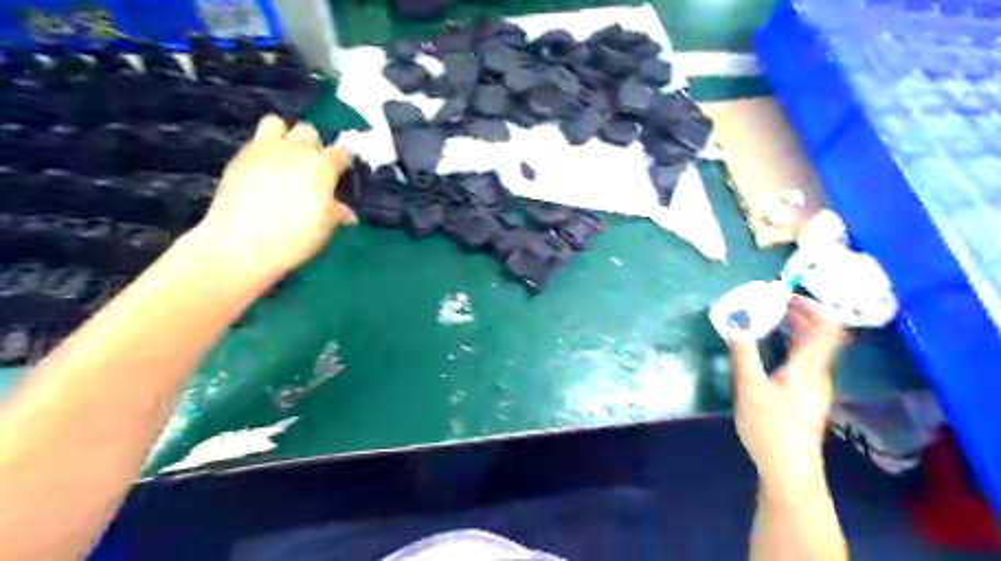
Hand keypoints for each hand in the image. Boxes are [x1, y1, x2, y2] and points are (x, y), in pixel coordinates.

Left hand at [190, 116, 358, 286]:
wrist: (242, 244)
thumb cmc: (295, 237)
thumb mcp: (325, 227)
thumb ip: (337, 212)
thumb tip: (347, 212)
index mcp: (322, 165)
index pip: (342, 152)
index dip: (344, 162)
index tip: (343, 174)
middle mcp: (295, 150)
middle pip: (309, 131)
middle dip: (314, 144)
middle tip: (313, 167)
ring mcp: (264, 150)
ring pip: (277, 123)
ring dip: (285, 136)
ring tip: (286, 159)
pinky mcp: (239, 157)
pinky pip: (256, 141)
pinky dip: (264, 151)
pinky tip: (265, 172)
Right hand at [730, 298, 841, 490]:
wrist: (788, 469)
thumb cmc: (770, 427)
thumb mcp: (750, 389)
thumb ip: (743, 355)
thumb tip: (735, 326)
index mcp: (808, 368)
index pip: (827, 329)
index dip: (813, 307)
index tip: (788, 295)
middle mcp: (817, 373)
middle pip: (821, 336)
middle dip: (800, 315)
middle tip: (773, 302)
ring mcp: (814, 386)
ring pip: (812, 348)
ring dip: (795, 329)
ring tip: (769, 319)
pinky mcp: (806, 396)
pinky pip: (804, 360)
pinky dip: (791, 345)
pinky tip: (771, 348)